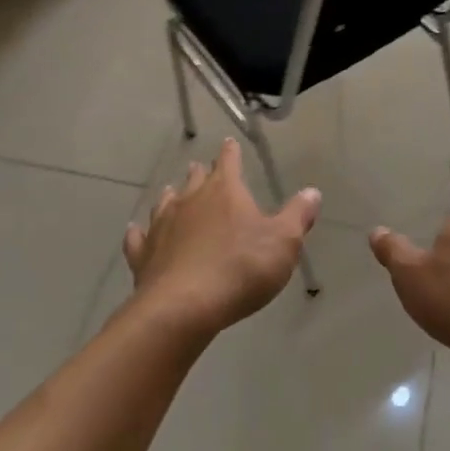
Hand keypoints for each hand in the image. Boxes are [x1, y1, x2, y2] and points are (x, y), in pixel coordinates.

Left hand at [123, 138, 321, 335]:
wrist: (184, 307)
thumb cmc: (241, 268)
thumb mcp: (283, 242)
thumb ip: (298, 216)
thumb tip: (313, 192)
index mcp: (224, 192)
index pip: (229, 162)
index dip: (231, 153)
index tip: (229, 143)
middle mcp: (190, 201)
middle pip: (195, 180)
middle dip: (201, 174)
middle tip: (201, 168)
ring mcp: (162, 227)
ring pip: (166, 203)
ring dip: (171, 197)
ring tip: (172, 193)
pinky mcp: (144, 255)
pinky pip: (139, 238)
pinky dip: (139, 233)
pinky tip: (136, 231)